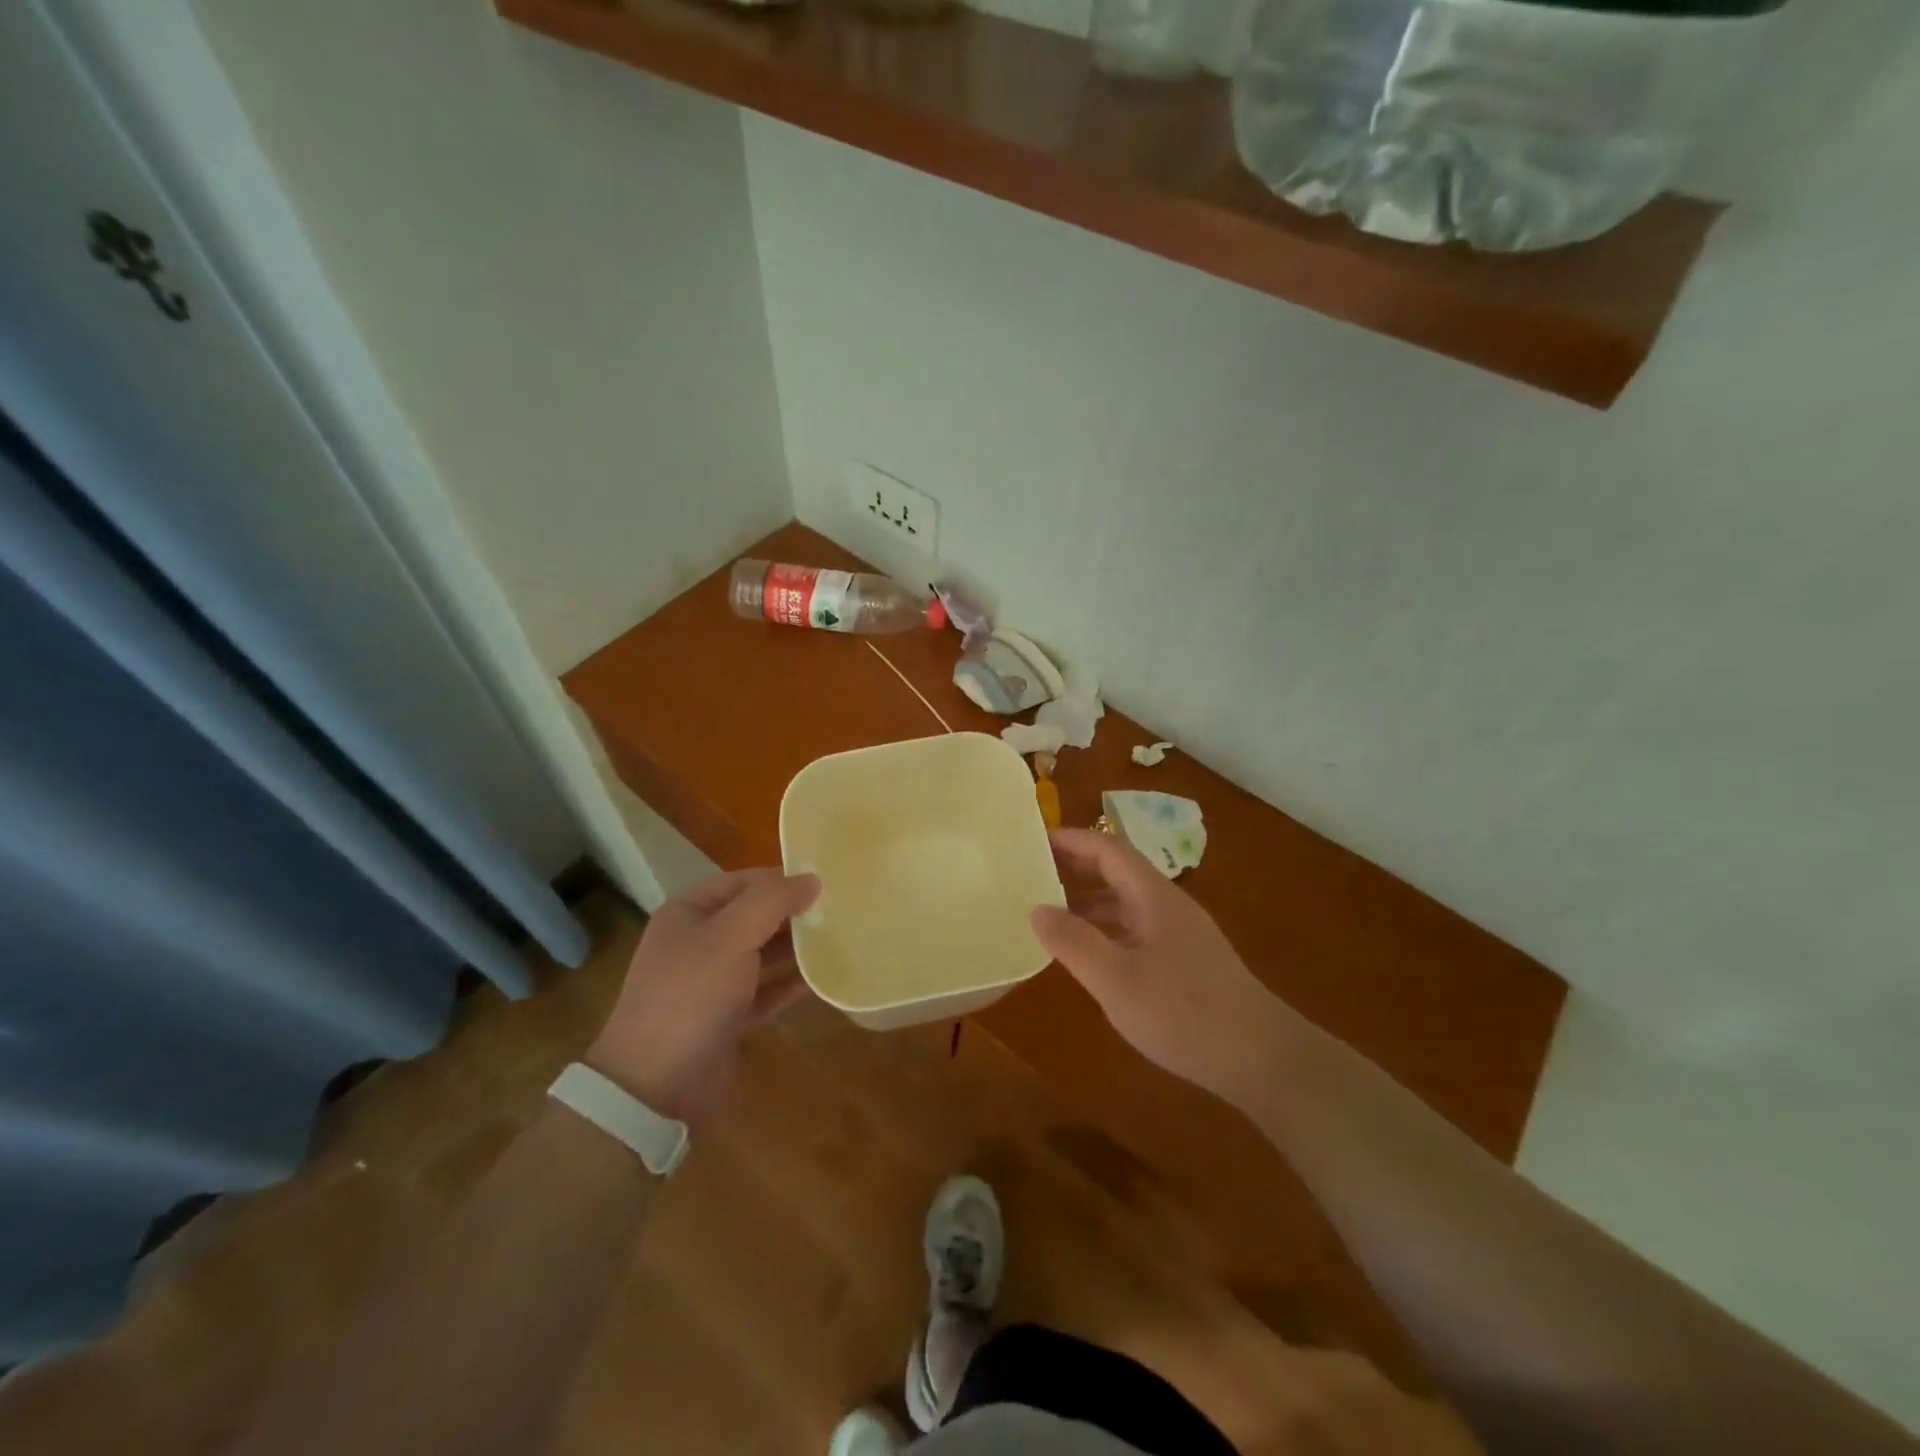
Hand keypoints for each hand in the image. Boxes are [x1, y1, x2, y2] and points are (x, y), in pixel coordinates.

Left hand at [588, 869, 819, 1124]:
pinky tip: (819, 980)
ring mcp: (710, 983)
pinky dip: (788, 985)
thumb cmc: (691, 995)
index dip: (781, 879)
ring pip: (761, 954)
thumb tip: (811, 879)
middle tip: (839, 911)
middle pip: (753, 916)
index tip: (825, 882)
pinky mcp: (725, 1018)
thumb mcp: (731, 936)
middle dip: (792, 913)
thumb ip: (772, 902)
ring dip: (795, 948)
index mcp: (688, 913)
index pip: (742, 882)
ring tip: (838, 940)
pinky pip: (764, 991)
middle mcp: (697, 943)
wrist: (656, 1087)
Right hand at [1030, 829, 1300, 1107]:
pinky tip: (1090, 955)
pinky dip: (1105, 931)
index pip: (1108, 849)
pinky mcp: (1185, 963)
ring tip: (1048, 914)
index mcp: (1153, 897)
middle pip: (1117, 872)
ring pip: (1126, 904)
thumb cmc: (1185, 1013)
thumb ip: (1075, 943)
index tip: (1032, 840)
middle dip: (1075, 868)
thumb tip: (1036, 909)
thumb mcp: (1118, 981)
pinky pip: (1135, 931)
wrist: (1262, 1059)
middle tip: (1030, 874)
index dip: (1071, 840)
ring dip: (1088, 902)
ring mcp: (1179, 935)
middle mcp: (1167, 906)